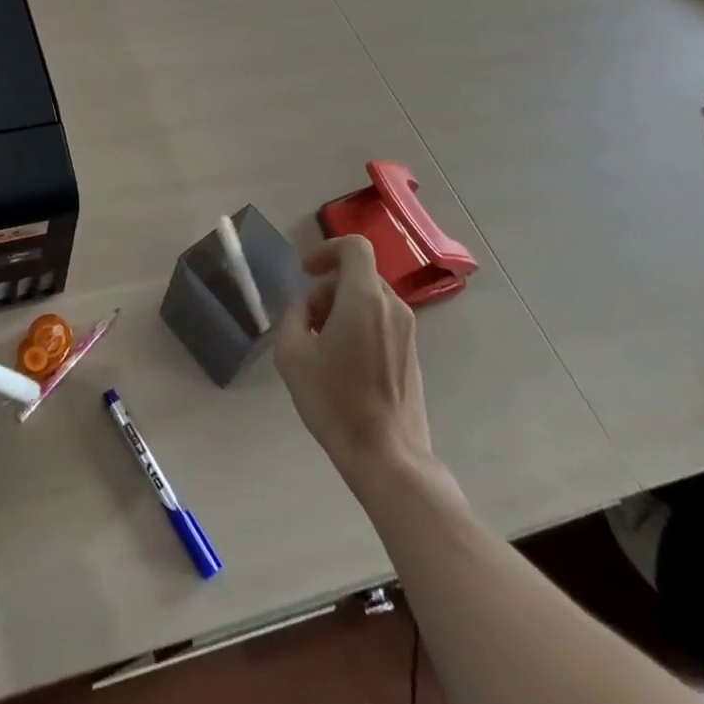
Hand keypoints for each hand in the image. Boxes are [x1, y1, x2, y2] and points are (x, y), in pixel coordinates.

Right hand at [275, 236, 432, 484]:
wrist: (388, 457)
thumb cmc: (335, 401)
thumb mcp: (292, 353)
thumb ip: (293, 315)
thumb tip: (305, 309)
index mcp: (365, 298)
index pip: (354, 246)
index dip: (326, 249)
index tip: (306, 272)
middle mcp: (392, 307)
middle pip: (358, 273)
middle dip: (327, 286)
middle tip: (307, 319)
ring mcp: (407, 331)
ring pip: (369, 297)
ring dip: (341, 306)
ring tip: (321, 344)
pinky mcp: (411, 353)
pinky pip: (381, 319)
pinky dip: (359, 323)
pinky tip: (343, 361)